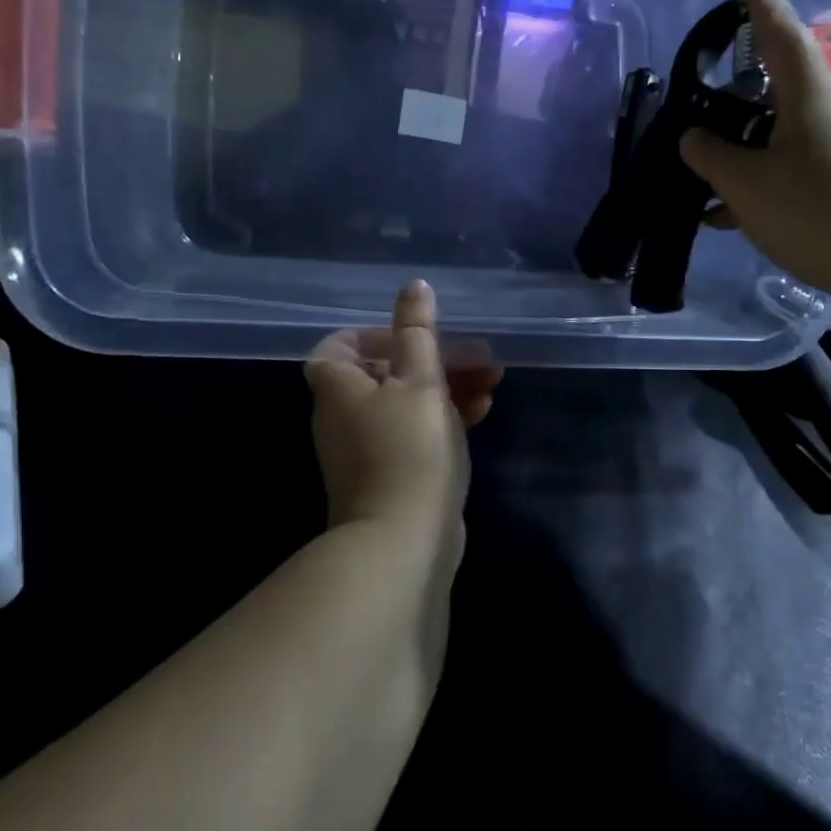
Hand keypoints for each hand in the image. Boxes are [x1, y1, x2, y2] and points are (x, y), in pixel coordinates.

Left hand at [305, 281, 500, 544]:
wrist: (403, 544)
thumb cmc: (409, 449)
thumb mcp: (420, 380)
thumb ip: (418, 332)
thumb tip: (414, 286)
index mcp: (338, 387)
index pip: (341, 345)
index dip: (377, 334)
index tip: (416, 337)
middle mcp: (344, 416)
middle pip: (385, 372)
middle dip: (434, 359)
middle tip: (478, 356)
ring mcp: (366, 450)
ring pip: (406, 402)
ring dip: (447, 387)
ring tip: (492, 381)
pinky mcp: (392, 475)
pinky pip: (415, 433)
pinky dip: (443, 419)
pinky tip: (482, 413)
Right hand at [680, 0, 830, 312]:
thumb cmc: (816, 212)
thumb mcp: (746, 185)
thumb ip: (710, 156)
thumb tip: (694, 138)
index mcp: (812, 93)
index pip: (781, 32)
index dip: (759, 5)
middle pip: (785, 88)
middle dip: (745, 98)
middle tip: (709, 115)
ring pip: (793, 134)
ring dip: (754, 152)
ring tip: (715, 188)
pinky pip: (809, 164)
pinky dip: (776, 179)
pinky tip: (746, 216)